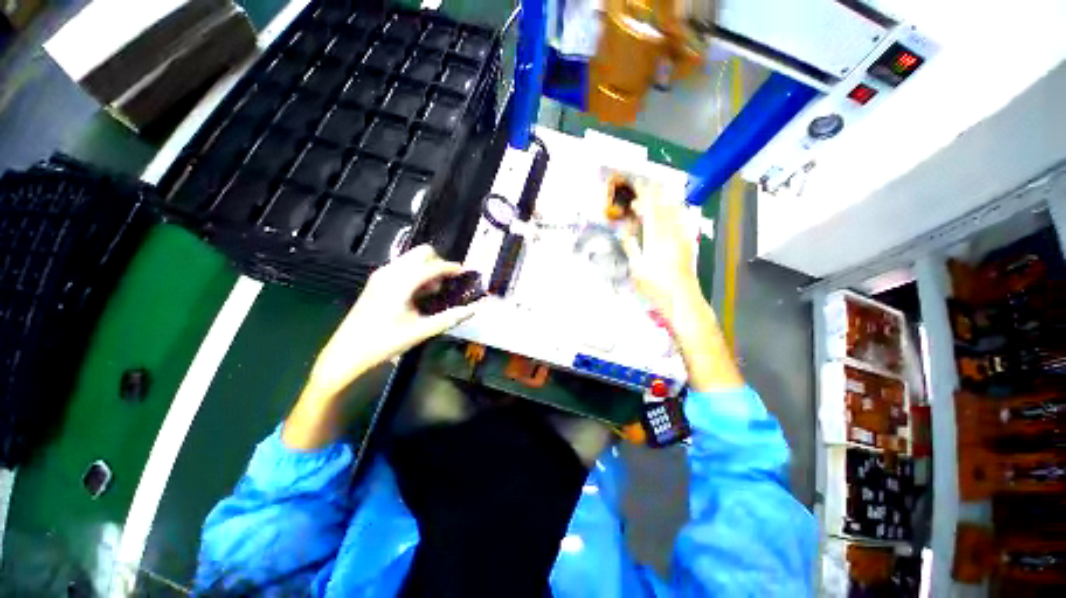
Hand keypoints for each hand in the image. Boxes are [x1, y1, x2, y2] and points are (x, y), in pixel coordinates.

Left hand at [285, 245, 481, 448]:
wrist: (347, 354)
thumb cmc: (384, 343)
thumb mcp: (420, 331)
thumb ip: (449, 318)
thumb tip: (473, 309)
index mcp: (401, 283)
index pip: (433, 266)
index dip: (452, 268)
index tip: (466, 274)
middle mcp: (391, 272)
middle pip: (422, 253)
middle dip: (439, 264)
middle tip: (447, 284)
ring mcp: (382, 275)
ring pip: (412, 259)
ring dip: (428, 269)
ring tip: (434, 292)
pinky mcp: (377, 281)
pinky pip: (404, 268)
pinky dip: (417, 274)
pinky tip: (419, 295)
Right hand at [620, 187, 742, 391]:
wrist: (683, 301)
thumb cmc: (656, 288)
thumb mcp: (637, 269)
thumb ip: (631, 246)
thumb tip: (624, 230)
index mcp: (657, 237)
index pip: (650, 209)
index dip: (643, 195)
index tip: (634, 186)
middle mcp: (672, 232)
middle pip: (664, 205)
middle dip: (653, 192)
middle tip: (643, 185)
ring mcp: (682, 237)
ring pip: (675, 210)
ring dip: (664, 199)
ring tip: (655, 193)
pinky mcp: (687, 243)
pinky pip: (681, 219)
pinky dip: (674, 210)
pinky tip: (671, 210)